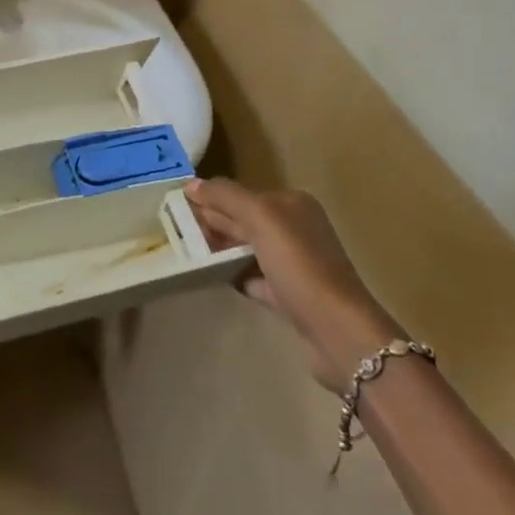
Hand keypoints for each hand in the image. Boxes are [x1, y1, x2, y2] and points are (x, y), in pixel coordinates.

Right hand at [185, 177, 401, 391]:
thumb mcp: (261, 218)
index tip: (179, 207)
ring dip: (222, 249)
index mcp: (292, 204)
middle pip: (246, 220)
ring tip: (188, 252)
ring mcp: (295, 265)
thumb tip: (191, 184)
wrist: (337, 331)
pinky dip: (236, 276)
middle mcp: (296, 229)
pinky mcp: (291, 297)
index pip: (244, 194)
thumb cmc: (299, 264)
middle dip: (215, 223)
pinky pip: (256, 278)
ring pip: (249, 249)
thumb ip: (226, 197)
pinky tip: (214, 278)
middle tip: (176, 229)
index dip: (213, 198)